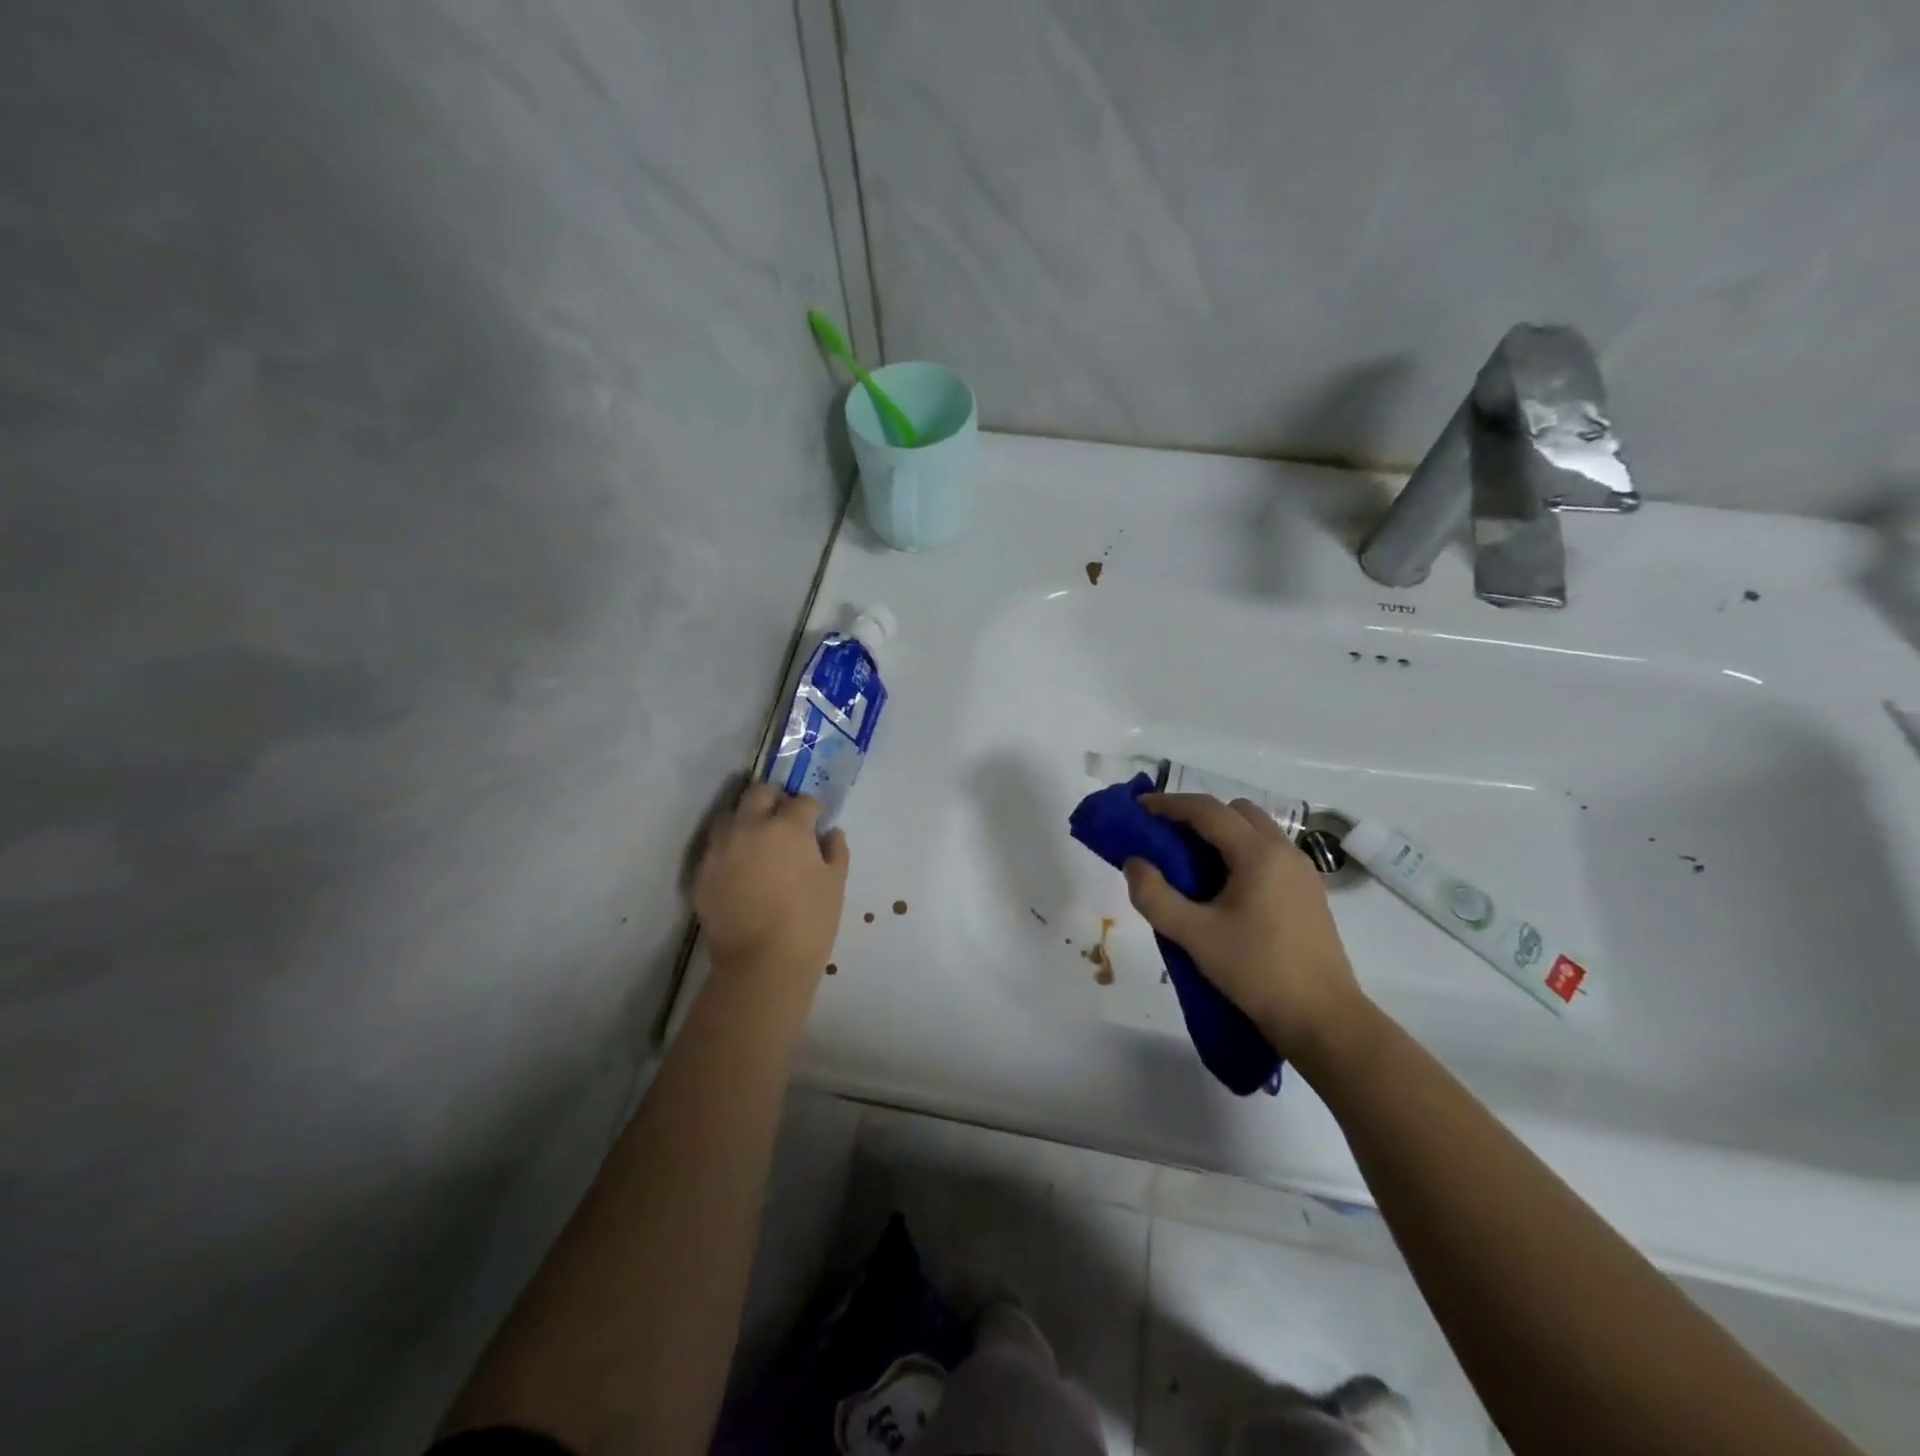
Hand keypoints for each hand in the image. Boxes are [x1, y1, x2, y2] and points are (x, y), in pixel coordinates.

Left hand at [692, 785, 849, 985]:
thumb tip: (830, 834)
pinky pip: (715, 848)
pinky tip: (739, 869)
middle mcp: (749, 826)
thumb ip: (836, 851)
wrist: (761, 965)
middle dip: (775, 800)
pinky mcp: (701, 872)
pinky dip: (728, 849)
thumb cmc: (809, 923)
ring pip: (730, 815)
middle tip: (784, 821)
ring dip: (746, 819)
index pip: (803, 801)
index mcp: (788, 826)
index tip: (816, 824)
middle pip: (759, 793)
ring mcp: (720, 848)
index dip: (813, 812)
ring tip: (757, 841)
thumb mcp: (836, 884)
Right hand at [1123, 793, 1363, 1054]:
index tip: (1138, 808)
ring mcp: (1303, 872)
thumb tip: (1135, 863)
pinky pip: (1269, 854)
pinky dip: (1240, 853)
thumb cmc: (1257, 972)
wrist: (1324, 1019)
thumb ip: (1155, 896)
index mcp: (1258, 854)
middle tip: (1166, 836)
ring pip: (1256, 831)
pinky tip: (1223, 888)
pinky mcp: (1309, 894)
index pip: (1207, 810)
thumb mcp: (1194, 936)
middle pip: (1236, 812)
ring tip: (1191, 863)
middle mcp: (1284, 852)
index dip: (1169, 804)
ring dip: (1221, 834)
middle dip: (1198, 815)